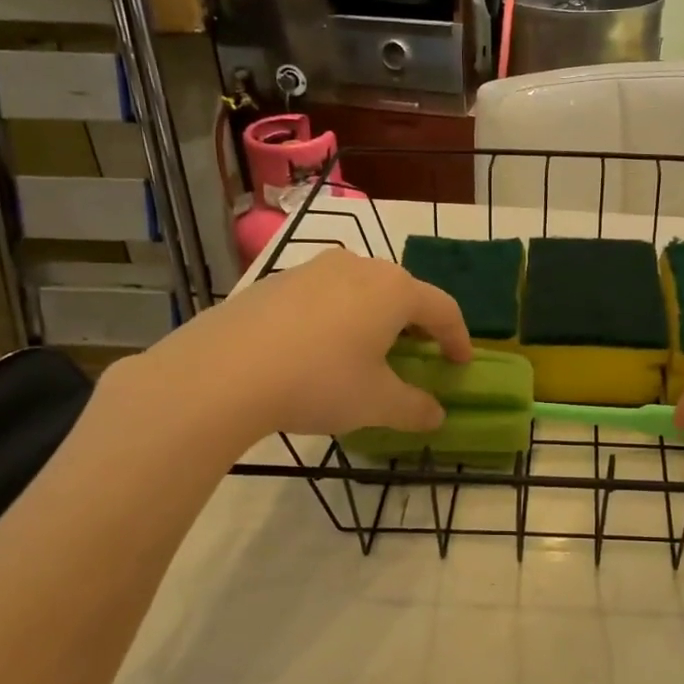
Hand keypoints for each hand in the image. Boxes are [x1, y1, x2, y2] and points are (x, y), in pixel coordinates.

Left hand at [111, 249, 471, 447]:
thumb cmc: (319, 382)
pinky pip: (324, 296)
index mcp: (394, 290)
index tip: (460, 363)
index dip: (458, 338)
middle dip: (417, 325)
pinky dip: (338, 318)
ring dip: (376, 318)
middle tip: (419, 355)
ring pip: (361, 290)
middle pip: (403, 292)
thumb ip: (415, 408)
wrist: (222, 372)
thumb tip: (436, 416)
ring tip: (369, 351)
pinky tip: (320, 350)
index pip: (443, 309)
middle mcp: (359, 267)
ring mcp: (313, 269)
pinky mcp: (277, 282)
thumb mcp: (376, 404)